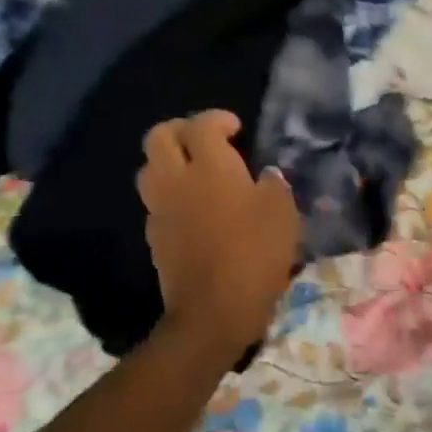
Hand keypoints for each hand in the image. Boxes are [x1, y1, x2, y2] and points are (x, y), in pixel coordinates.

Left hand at [137, 111, 300, 357]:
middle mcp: (176, 179)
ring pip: (149, 168)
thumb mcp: (281, 213)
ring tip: (195, 171)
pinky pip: (155, 201)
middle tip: (204, 139)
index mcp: (209, 166)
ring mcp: (160, 208)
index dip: (217, 119)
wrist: (212, 312)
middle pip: (158, 137)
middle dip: (180, 129)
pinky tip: (193, 207)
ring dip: (168, 161)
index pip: (201, 125)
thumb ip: (273, 184)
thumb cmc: (254, 254)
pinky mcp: (154, 237)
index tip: (235, 129)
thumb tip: (264, 176)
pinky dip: (170, 193)